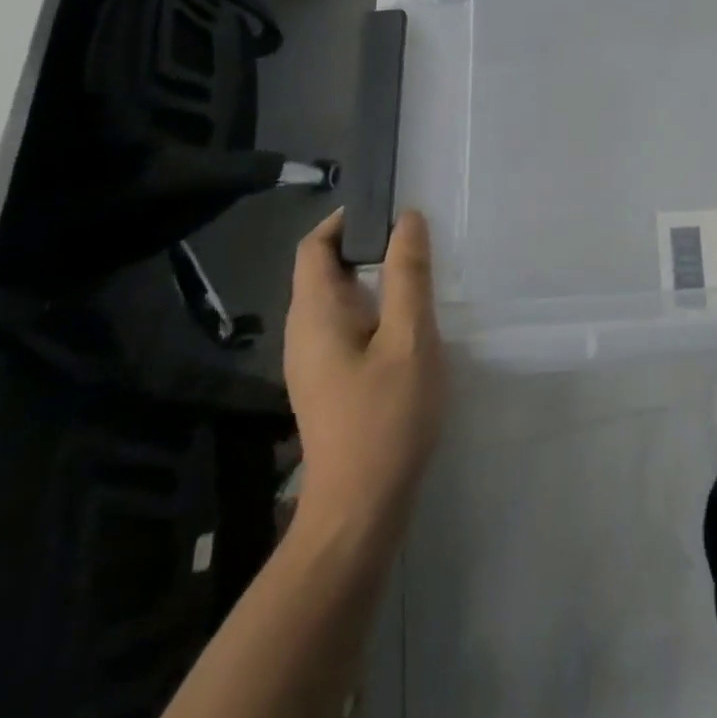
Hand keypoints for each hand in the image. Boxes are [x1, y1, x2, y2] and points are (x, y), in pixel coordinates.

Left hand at [283, 208, 444, 545]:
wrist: (359, 508)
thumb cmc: (386, 417)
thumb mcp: (409, 338)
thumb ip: (408, 275)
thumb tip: (408, 219)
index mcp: (315, 315)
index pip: (314, 247)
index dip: (344, 220)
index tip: (387, 210)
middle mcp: (302, 332)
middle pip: (322, 270)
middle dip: (362, 245)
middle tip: (412, 237)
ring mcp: (311, 361)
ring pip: (334, 300)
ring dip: (369, 276)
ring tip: (414, 272)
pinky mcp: (325, 382)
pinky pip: (342, 325)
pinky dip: (370, 306)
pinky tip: (403, 321)